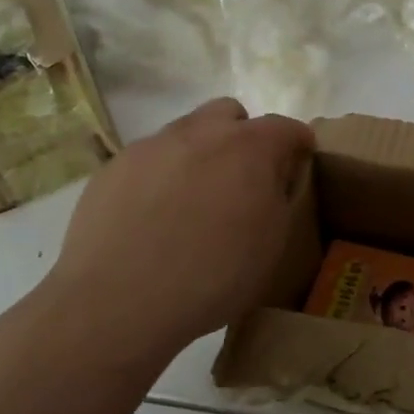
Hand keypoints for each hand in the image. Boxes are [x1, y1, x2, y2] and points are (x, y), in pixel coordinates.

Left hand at [39, 98, 314, 360]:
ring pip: (186, 132)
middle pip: (231, 114)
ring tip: (192, 201)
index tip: (298, 163)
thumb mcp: (271, 244)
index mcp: (249, 147)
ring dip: (199, 154)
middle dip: (243, 136)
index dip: (298, 144)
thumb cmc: (212, 276)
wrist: (117, 300)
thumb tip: (273, 178)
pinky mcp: (114, 166)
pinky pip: (149, 159)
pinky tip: (152, 217)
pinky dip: (160, 176)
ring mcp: (153, 145)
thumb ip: (279, 197)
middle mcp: (201, 132)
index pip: (286, 127)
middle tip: (241, 180)